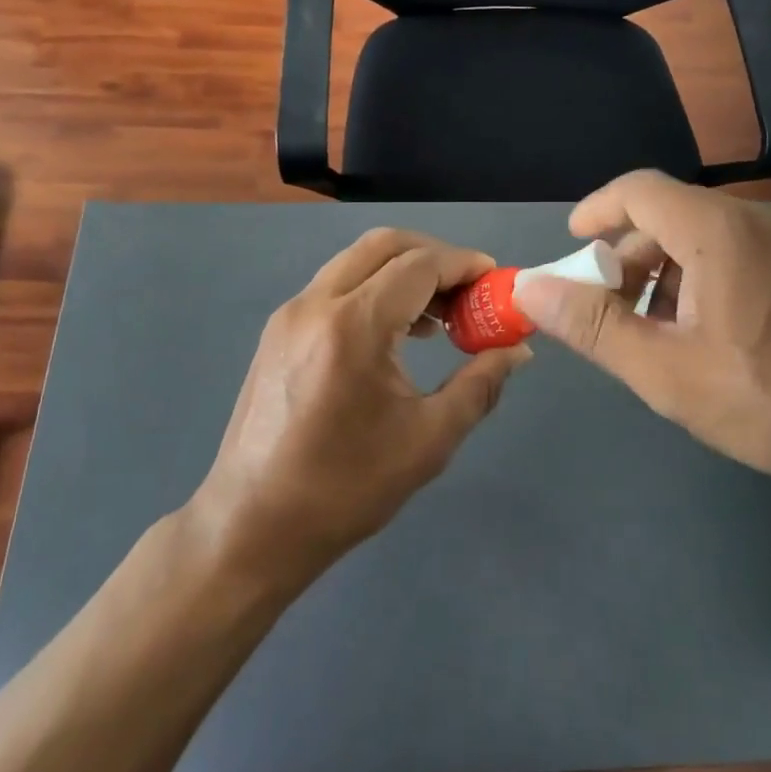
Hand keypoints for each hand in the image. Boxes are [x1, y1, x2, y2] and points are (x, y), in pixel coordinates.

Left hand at [191, 228, 530, 571]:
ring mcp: (290, 313)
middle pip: (385, 245)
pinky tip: (397, 332)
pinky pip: (336, 285)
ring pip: (357, 261)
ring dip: (403, 271)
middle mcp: (317, 303)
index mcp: (354, 326)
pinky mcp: (278, 330)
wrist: (252, 526)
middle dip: (434, 256)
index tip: (496, 282)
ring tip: (440, 316)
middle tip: (469, 291)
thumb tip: (518, 350)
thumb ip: (480, 385)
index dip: (464, 265)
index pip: (420, 265)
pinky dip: (374, 288)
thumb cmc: (346, 488)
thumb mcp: (429, 440)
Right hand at [512, 171, 770, 515]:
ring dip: (665, 275)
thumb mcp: (667, 373)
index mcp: (717, 231)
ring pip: (705, 238)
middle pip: (669, 216)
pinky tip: (706, 338)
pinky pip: (740, 255)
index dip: (595, 211)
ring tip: (655, 334)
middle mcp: (756, 221)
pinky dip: (704, 281)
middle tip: (609, 312)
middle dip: (627, 258)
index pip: (637, 191)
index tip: (571, 247)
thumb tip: (530, 288)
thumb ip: (593, 326)